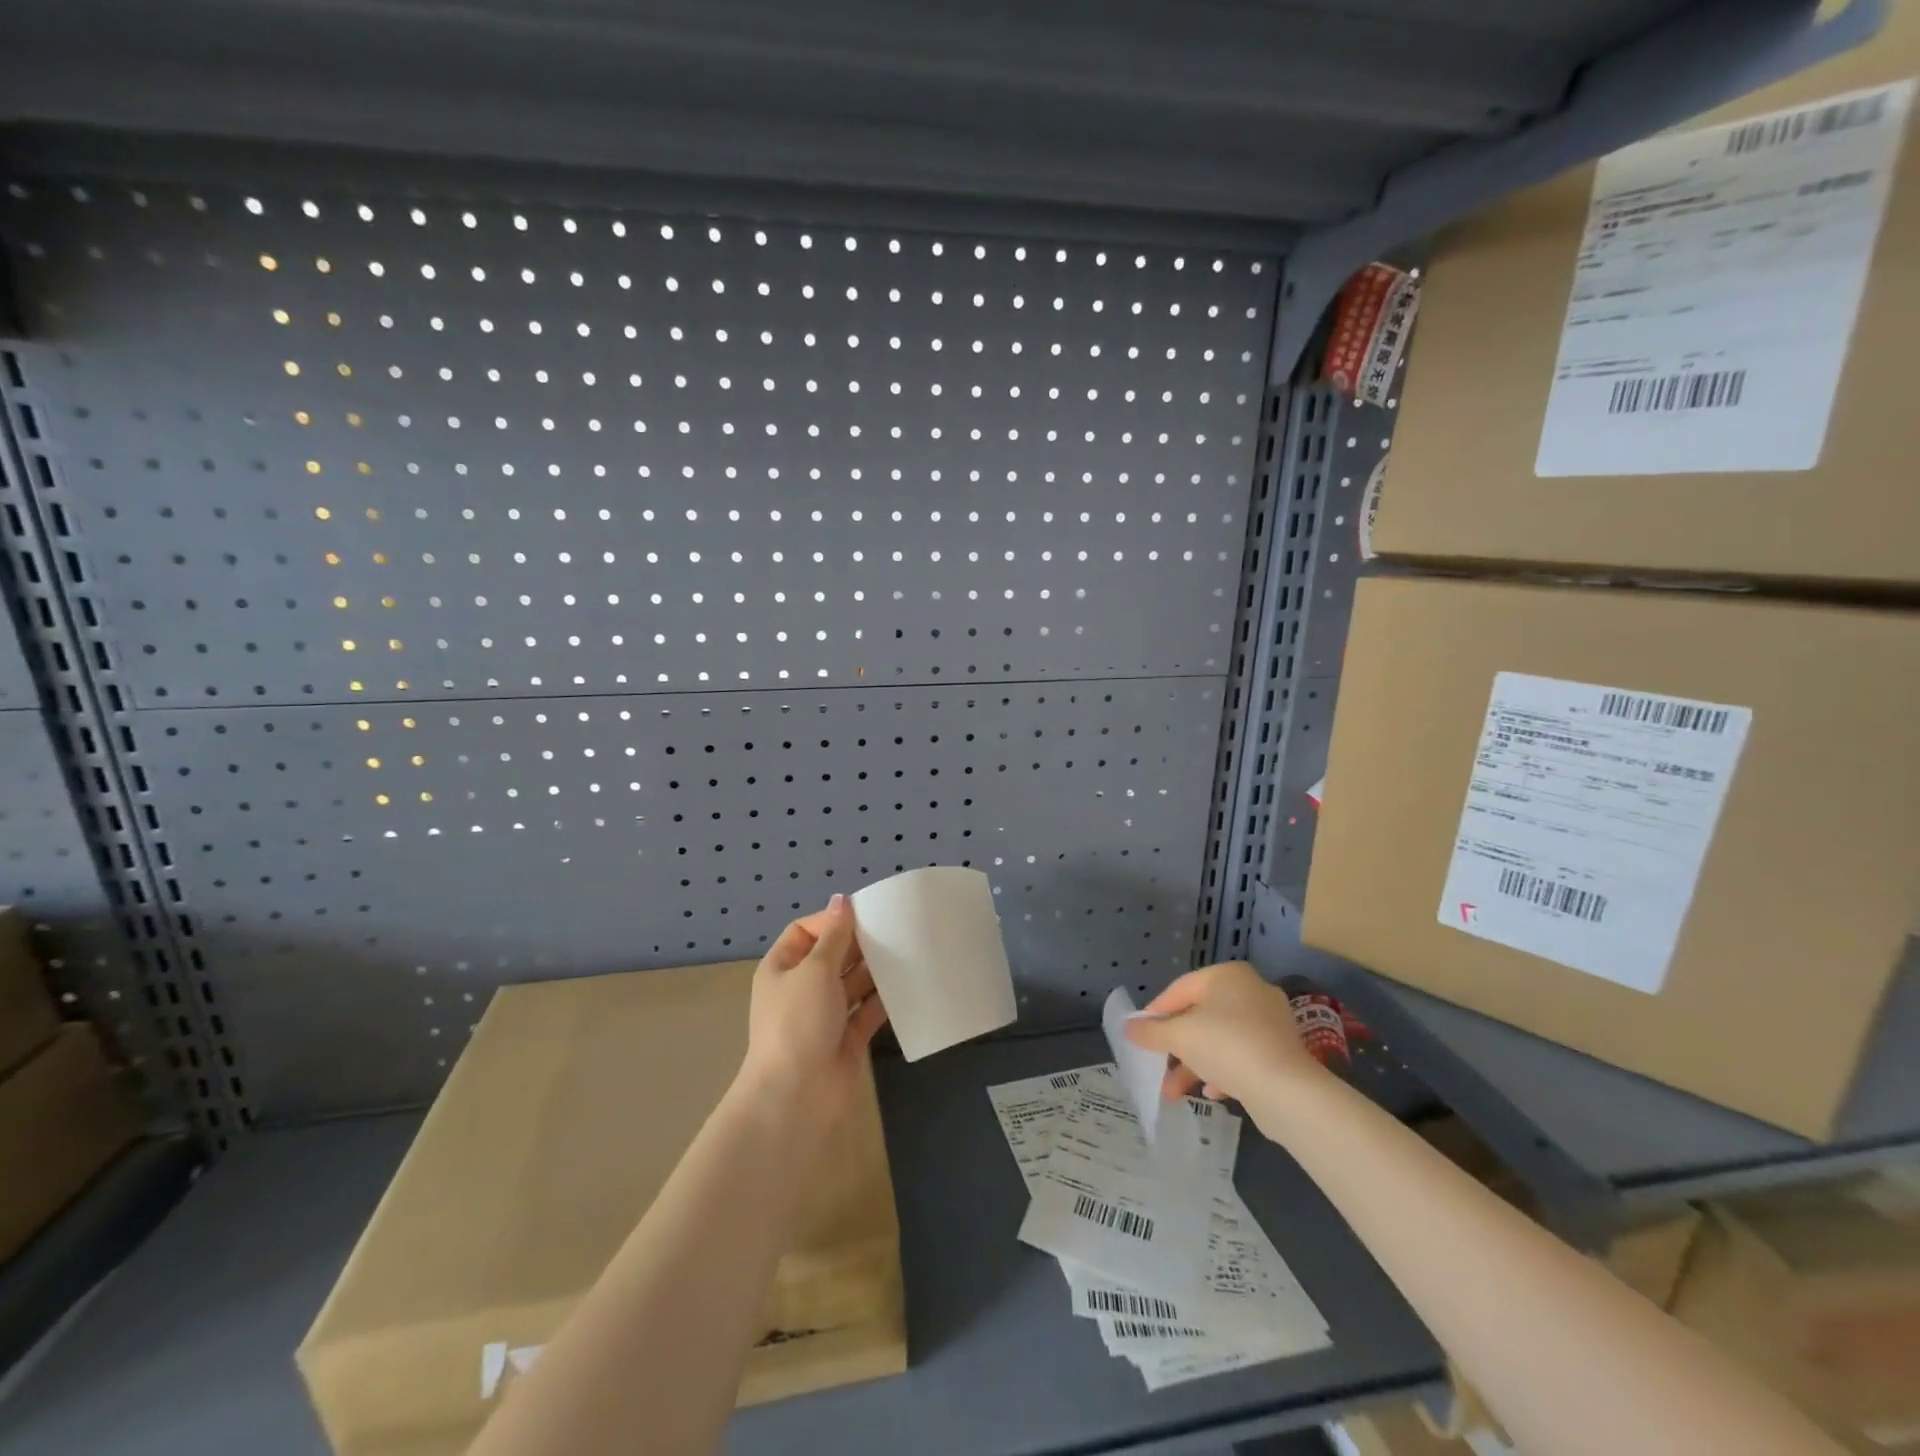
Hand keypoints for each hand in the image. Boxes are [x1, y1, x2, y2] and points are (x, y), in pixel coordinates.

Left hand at [739, 894, 887, 1129]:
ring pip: (852, 983)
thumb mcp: (815, 969)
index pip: (805, 931)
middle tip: (894, 929)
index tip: (865, 914)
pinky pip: (867, 1011)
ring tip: (906, 951)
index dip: (832, 920)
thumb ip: (834, 935)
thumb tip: (841, 900)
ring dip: (874, 970)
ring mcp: (824, 1015)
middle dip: (858, 944)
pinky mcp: (846, 1038)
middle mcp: (802, 988)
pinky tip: (907, 985)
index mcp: (782, 967)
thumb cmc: (799, 1022)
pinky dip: (883, 999)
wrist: (797, 1096)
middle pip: (832, 956)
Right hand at [1124, 961, 1319, 1107]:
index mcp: (1227, 976)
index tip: (1139, 1034)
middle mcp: (1251, 991)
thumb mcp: (1179, 1036)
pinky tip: (1211, 1093)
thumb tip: (1127, 1027)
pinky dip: (1222, 1072)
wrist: (1286, 1090)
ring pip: (1220, 1039)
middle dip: (1175, 1045)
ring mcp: (1270, 1022)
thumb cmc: (1225, 1046)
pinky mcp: (1281, 1052)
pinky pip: (1242, 1056)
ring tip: (1173, 1092)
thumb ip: (1151, 1031)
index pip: (1180, 989)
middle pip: (1200, 1016)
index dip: (1156, 1012)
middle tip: (1156, 1063)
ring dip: (1194, 1064)